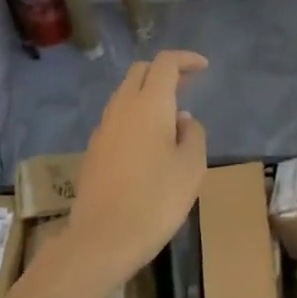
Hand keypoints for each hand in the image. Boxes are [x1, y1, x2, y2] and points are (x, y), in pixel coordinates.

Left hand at [54, 51, 208, 297]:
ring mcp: (103, 128)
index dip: (186, 59)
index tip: (203, 67)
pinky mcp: (94, 150)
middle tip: (187, 85)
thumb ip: (192, 134)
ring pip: (125, 94)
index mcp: (149, 104)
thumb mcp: (191, 167)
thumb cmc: (157, 199)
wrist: (103, 238)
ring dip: (148, 93)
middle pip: (140, 72)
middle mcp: (122, 107)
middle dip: (164, 71)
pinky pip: (117, 118)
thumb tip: (181, 120)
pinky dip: (135, 115)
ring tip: (171, 115)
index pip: (166, 63)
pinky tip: (149, 141)